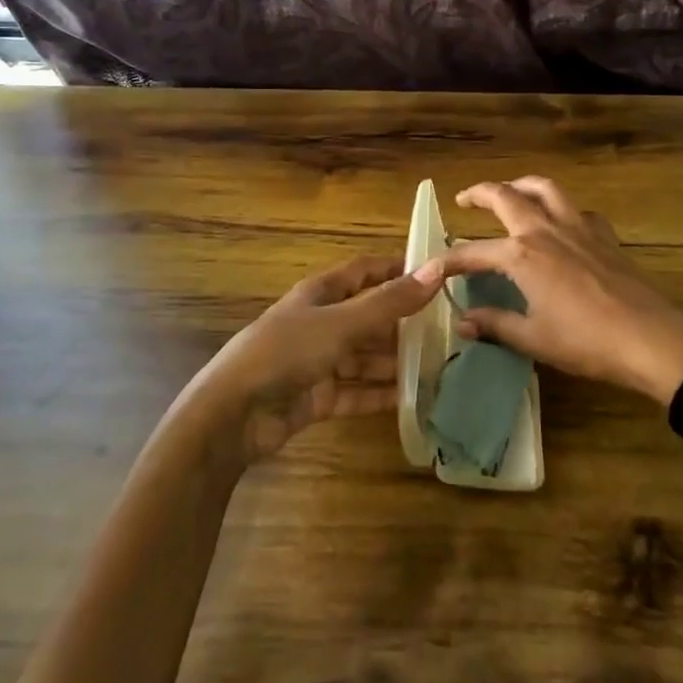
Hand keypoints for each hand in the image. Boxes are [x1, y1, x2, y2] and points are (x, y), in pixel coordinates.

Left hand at [189, 255, 441, 462]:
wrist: (233, 415)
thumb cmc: (286, 352)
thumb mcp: (341, 323)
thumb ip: (389, 302)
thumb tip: (438, 269)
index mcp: (321, 293)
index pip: (365, 271)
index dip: (397, 268)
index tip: (437, 272)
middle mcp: (321, 322)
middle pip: (369, 316)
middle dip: (404, 321)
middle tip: (450, 327)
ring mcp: (318, 362)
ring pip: (365, 356)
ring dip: (396, 361)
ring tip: (439, 366)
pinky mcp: (317, 397)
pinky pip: (356, 392)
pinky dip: (380, 394)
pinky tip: (413, 399)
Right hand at [423, 177, 682, 403]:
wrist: (650, 339)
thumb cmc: (586, 342)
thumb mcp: (533, 339)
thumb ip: (495, 325)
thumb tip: (464, 321)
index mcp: (522, 255)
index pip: (473, 252)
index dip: (449, 259)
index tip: (432, 266)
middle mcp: (545, 230)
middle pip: (505, 196)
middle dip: (479, 193)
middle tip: (464, 199)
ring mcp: (578, 227)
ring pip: (544, 189)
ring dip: (520, 185)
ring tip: (509, 192)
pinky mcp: (604, 234)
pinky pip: (577, 209)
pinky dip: (561, 208)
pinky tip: (561, 224)